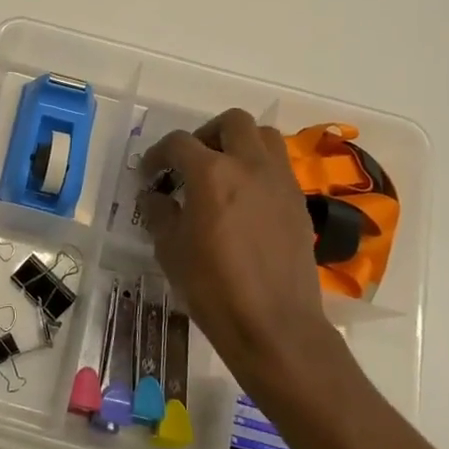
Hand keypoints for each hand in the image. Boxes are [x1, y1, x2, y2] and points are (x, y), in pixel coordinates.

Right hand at [139, 109, 346, 394]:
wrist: (274, 325)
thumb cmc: (213, 288)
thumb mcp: (170, 249)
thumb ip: (158, 213)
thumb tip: (154, 196)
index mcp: (211, 173)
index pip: (178, 143)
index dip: (157, 155)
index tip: (149, 175)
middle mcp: (249, 165)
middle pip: (231, 123)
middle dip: (206, 135)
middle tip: (191, 163)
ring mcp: (280, 182)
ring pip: (264, 137)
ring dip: (239, 144)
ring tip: (222, 173)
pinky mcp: (298, 202)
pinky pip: (278, 167)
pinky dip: (258, 170)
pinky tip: (244, 202)